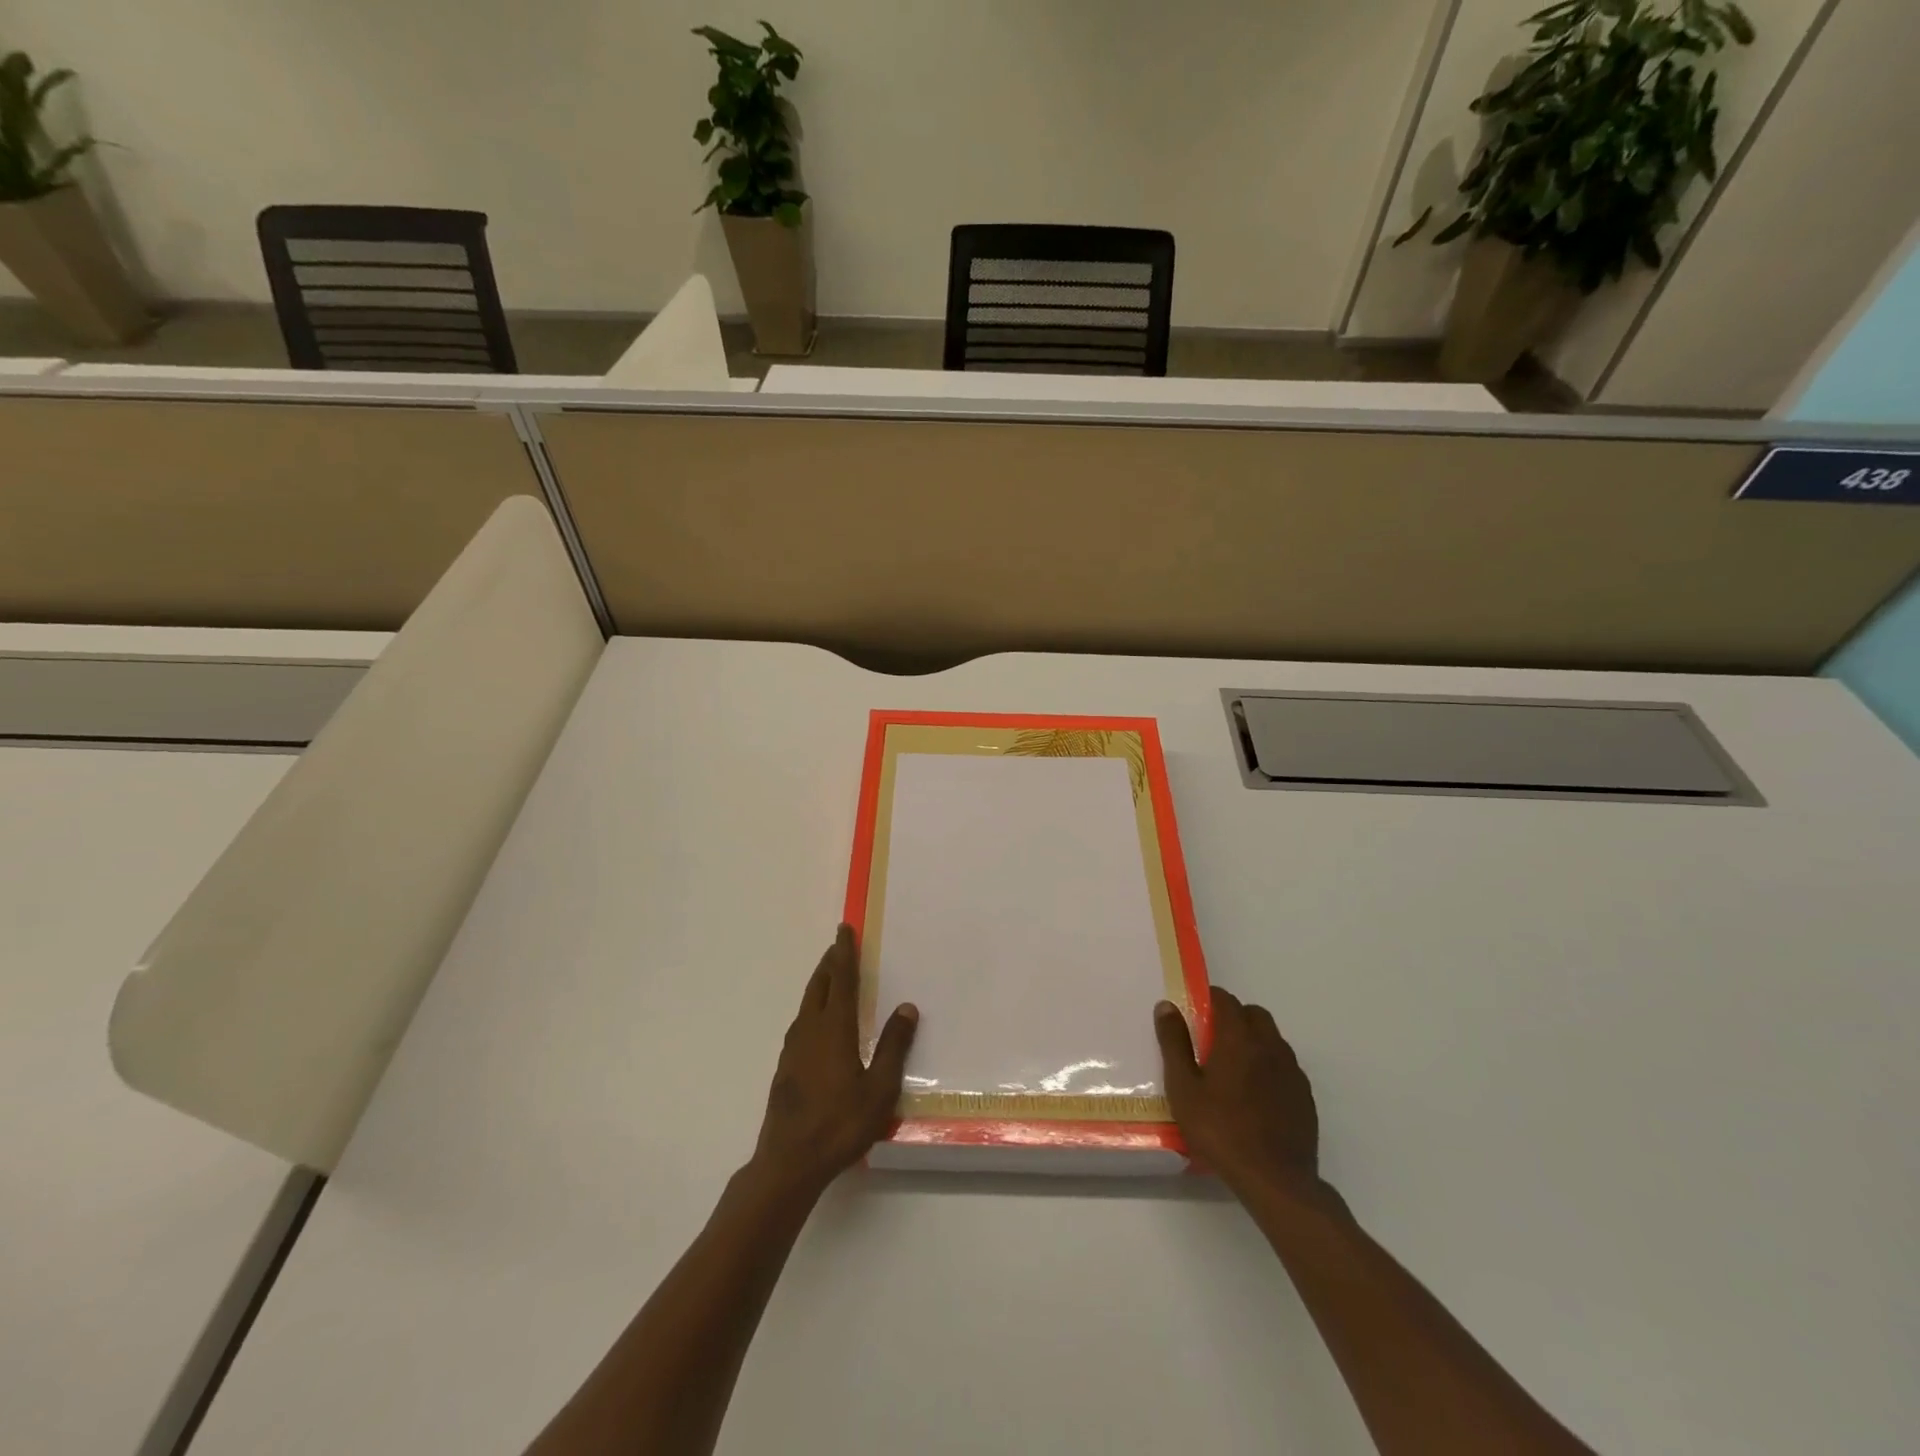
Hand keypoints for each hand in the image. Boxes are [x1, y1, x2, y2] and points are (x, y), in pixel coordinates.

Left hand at [751, 925, 917, 1199]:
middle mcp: (810, 1030)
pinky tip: (817, 1023)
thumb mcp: (879, 1088)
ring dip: (819, 984)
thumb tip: (906, 1007)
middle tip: (838, 946)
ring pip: (807, 1004)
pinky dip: (812, 1007)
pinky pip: (801, 1022)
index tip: (844, 930)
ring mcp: (793, 1049)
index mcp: (834, 1029)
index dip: (844, 954)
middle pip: (819, 986)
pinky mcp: (786, 1067)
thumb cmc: (840, 1123)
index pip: (841, 980)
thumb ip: (893, 1046)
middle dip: (829, 963)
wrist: (789, 1162)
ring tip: (830, 977)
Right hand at [1155, 986, 1325, 1201]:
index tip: (1195, 1014)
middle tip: (1212, 1041)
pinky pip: (1285, 1067)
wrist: (1275, 1180)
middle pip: (1254, 1014)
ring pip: (1273, 1040)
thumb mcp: (1183, 1087)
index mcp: (1239, 1038)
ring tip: (1233, 1069)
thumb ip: (1174, 1043)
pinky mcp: (1305, 1097)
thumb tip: (1167, 1006)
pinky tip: (1255, 1096)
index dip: (1209, 1000)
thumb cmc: (1220, 1129)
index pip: (1226, 1000)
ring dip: (1254, 1041)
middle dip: (1234, 1017)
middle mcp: (1270, 1046)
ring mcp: (1292, 1072)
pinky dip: (1269, 1067)